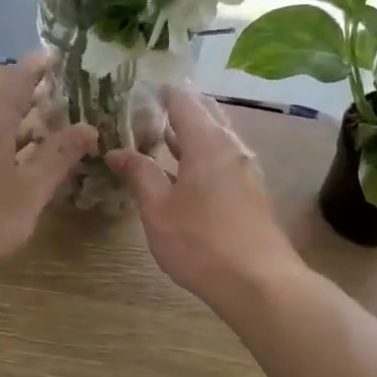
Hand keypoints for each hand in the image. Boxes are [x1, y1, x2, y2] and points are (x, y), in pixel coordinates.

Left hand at [0, 54, 96, 293]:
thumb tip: (88, 126)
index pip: (15, 86)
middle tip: (56, 99)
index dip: (34, 69)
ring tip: (40, 137)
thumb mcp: (28, 191)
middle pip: (0, 110)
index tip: (51, 53)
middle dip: (28, 104)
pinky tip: (6, 176)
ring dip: (14, 134)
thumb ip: (57, 159)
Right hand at [106, 88, 301, 305]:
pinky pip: (223, 159)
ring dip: (189, 135)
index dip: (159, 92)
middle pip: (205, 113)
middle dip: (176, 110)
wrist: (259, 283)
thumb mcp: (158, 209)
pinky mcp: (252, 190)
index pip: (183, 100)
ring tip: (156, 142)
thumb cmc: (201, 242)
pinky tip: (182, 175)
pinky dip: (201, 155)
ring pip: (216, 137)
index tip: (135, 92)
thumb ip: (139, 174)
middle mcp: (232, 146)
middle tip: (143, 117)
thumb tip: (117, 152)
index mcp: (208, 142)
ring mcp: (246, 169)